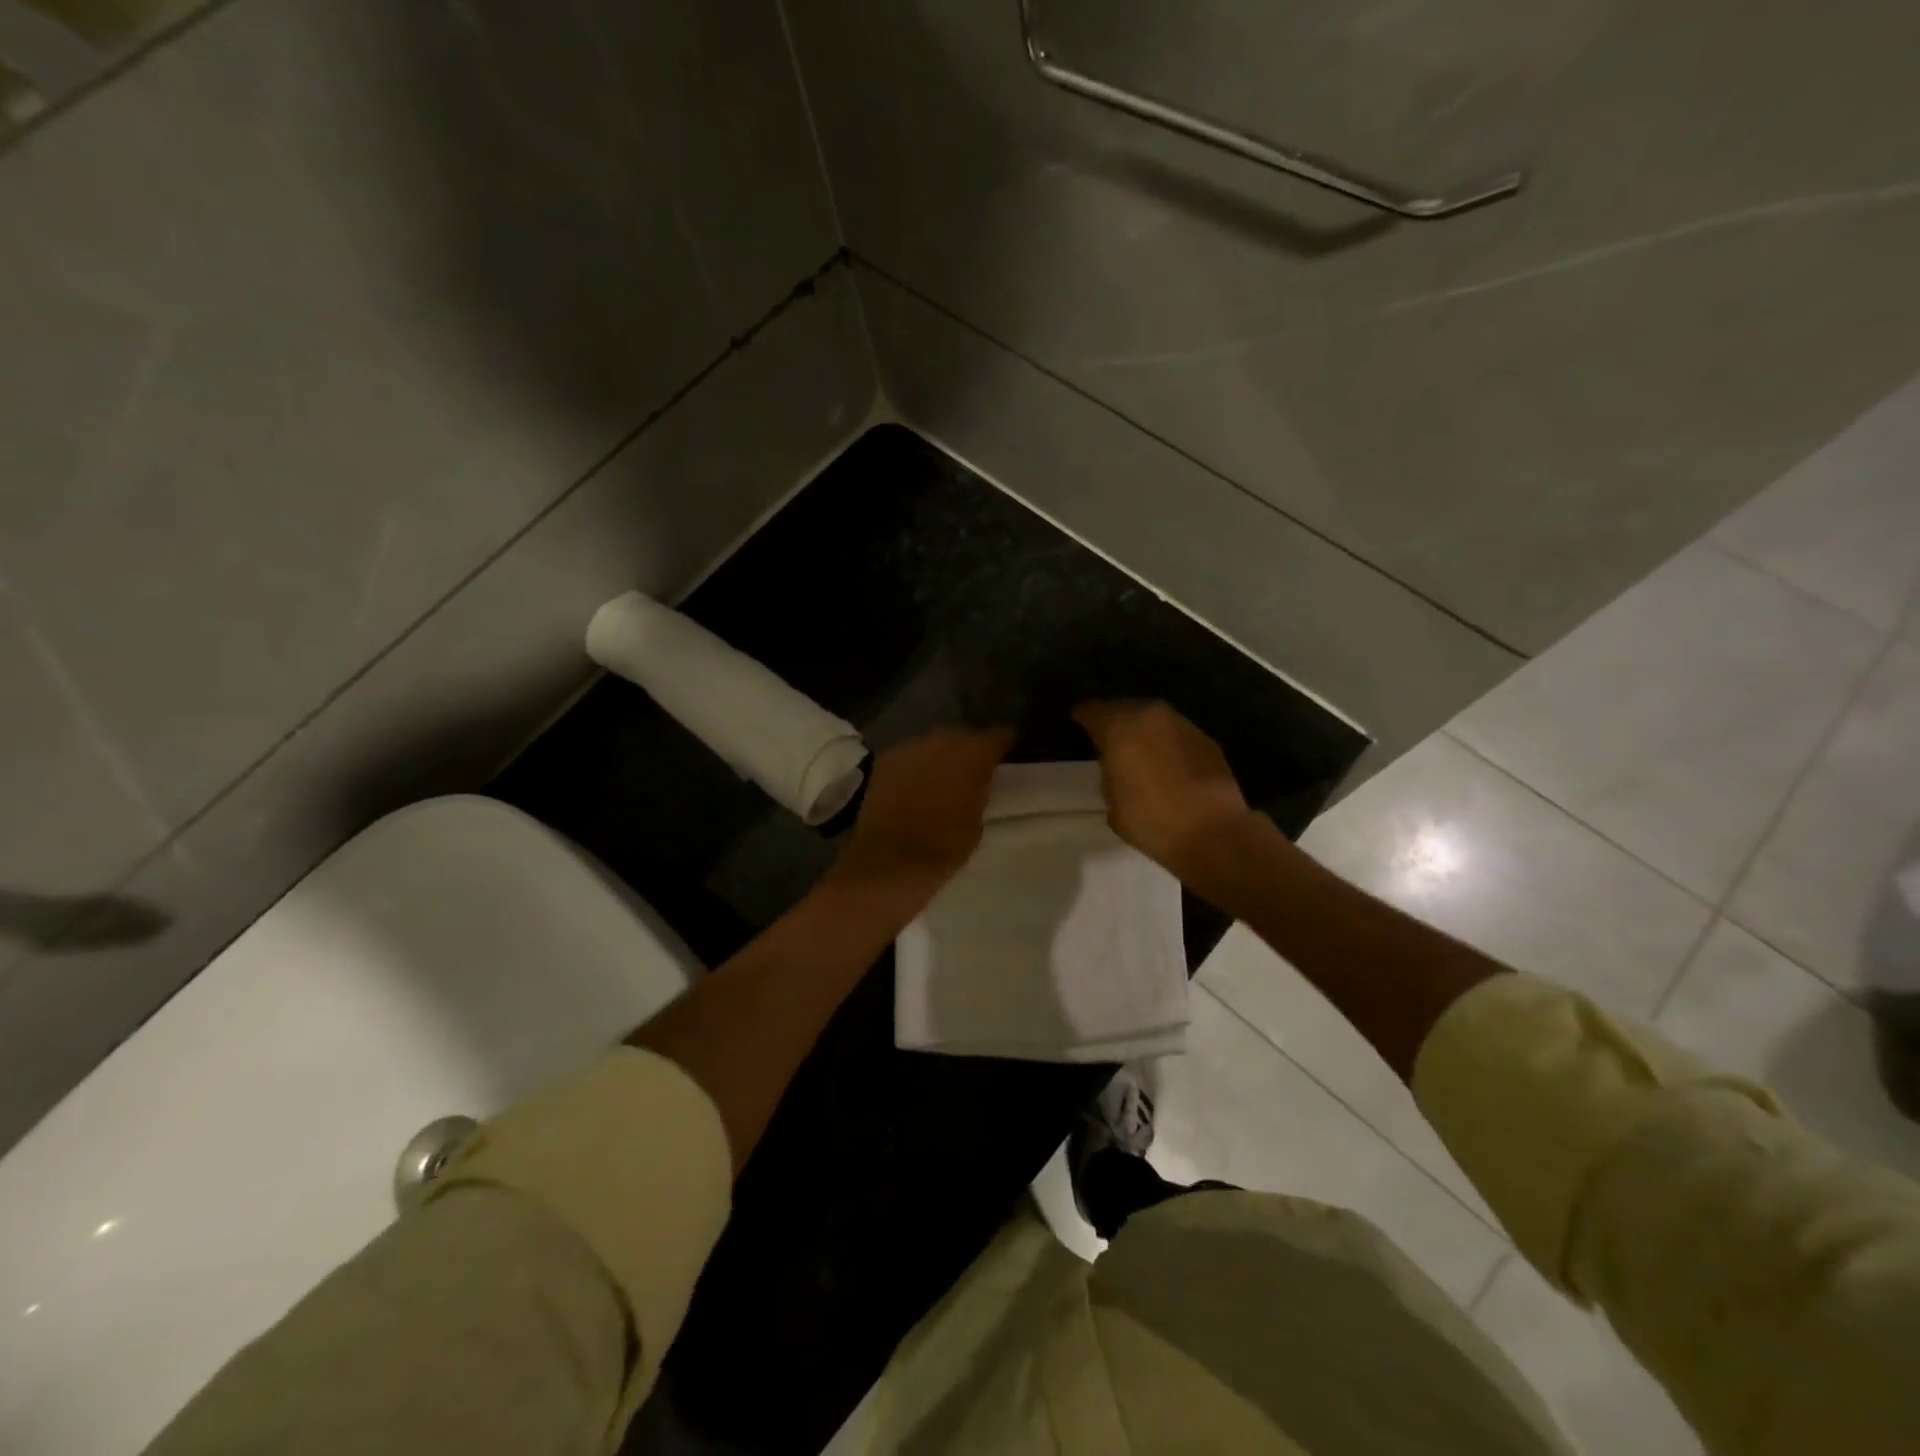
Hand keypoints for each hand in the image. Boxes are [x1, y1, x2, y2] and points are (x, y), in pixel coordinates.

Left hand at [830, 726, 1015, 901]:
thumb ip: (979, 791)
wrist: (890, 860)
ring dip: (939, 756)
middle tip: (972, 770)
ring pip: (932, 744)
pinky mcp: (885, 760)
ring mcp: (910, 747)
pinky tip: (914, 784)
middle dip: (968, 749)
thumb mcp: (977, 821)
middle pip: (962, 735)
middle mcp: (942, 741)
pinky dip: (915, 766)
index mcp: (973, 754)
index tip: (1007, 752)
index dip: (1004, 743)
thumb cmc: (944, 847)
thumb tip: (974, 782)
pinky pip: (909, 756)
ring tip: (941, 777)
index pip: (997, 735)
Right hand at [1072, 701, 1255, 878]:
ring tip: (1138, 751)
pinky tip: (1167, 764)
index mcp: (1118, 727)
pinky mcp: (1205, 739)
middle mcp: (1149, 715)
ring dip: (1144, 731)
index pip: (1091, 710)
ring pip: (1153, 719)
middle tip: (1108, 740)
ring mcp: (1182, 724)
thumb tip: (1117, 767)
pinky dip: (1168, 743)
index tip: (1077, 722)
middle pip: (1124, 708)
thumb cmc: (1152, 821)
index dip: (1081, 717)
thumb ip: (1109, 774)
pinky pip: (1176, 734)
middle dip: (1115, 721)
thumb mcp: (1113, 802)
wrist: (1213, 833)